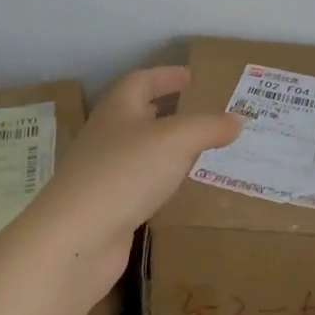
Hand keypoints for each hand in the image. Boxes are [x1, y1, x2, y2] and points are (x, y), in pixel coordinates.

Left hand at [9, 66, 241, 312]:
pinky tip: (177, 190)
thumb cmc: (125, 173)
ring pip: (139, 151)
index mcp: (118, 109)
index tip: (189, 76)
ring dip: (164, 147)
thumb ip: (208, 127)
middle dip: (165, 110)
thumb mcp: (175, 140)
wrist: (76, 239)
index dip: (165, 75)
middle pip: (136, 114)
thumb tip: (238, 119)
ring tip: (196, 149)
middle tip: (198, 112)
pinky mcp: (106, 208)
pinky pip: (139, 185)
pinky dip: (159, 181)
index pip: (141, 81)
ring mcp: (103, 174)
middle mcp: (106, 136)